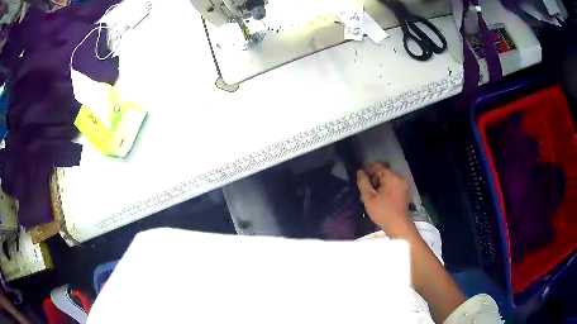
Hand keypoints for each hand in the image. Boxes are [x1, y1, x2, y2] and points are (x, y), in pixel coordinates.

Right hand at [356, 162, 415, 238]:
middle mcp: (400, 177)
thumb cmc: (383, 211)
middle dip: (373, 180)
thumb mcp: (369, 198)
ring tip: (371, 197)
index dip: (367, 171)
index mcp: (392, 177)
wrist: (398, 225)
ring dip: (378, 185)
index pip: (377, 166)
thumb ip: (363, 182)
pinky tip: (379, 198)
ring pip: (387, 179)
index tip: (361, 181)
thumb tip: (360, 171)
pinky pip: (392, 185)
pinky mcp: (404, 191)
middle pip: (383, 172)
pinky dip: (385, 189)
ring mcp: (403, 184)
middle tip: (365, 192)